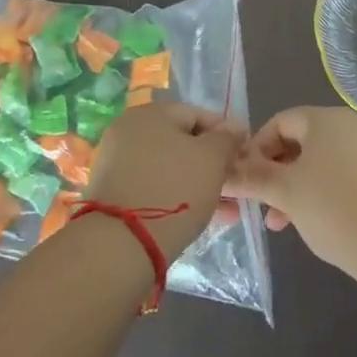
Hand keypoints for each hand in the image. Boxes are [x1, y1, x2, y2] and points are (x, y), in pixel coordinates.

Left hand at [82, 102, 244, 258]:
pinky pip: (155, 188)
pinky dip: (177, 197)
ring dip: (199, 184)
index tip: (243, 156)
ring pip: (170, 168)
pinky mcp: (114, 194)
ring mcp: (118, 163)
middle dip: (212, 164)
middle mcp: (130, 131)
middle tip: (235, 185)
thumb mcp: (212, 159)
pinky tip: (202, 218)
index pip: (198, 114)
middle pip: (182, 142)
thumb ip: (227, 139)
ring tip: (227, 209)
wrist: (121, 244)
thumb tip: (235, 127)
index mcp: (151, 113)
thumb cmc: (174, 188)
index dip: (225, 134)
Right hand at [226, 106, 356, 273]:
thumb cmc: (336, 209)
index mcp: (325, 119)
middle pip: (302, 142)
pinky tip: (322, 224)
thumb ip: (253, 179)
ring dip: (299, 188)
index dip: (257, 149)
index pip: (280, 122)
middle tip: (265, 209)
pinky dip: (327, 193)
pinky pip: (346, 175)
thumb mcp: (286, 194)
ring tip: (288, 224)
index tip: (246, 182)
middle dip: (277, 174)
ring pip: (323, 162)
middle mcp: (351, 124)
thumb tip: (223, 171)